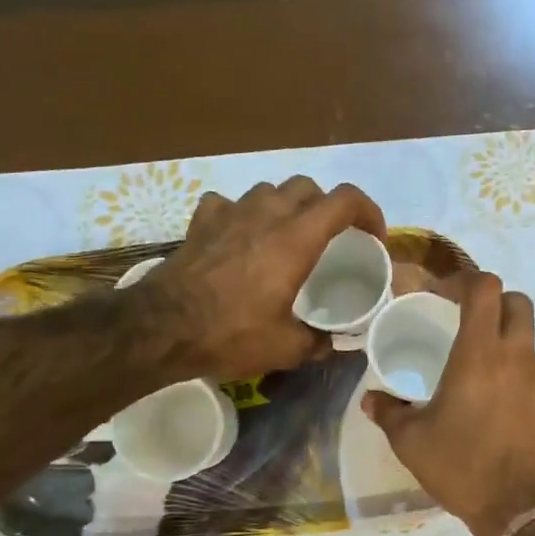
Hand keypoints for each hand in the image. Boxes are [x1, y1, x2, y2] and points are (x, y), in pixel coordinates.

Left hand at [141, 177, 386, 379]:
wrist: (162, 328)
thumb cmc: (231, 334)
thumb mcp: (286, 348)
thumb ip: (318, 342)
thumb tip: (335, 344)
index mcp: (296, 239)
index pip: (345, 200)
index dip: (368, 212)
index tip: (372, 237)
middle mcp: (266, 215)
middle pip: (308, 187)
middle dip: (327, 207)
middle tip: (330, 239)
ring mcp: (230, 213)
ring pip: (268, 191)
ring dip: (285, 206)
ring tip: (286, 235)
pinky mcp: (201, 222)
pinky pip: (227, 203)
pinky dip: (240, 214)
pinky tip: (238, 236)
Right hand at [361, 271, 534, 535]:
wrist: (525, 510)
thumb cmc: (463, 467)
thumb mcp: (412, 443)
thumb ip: (389, 413)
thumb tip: (370, 399)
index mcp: (479, 354)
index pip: (485, 288)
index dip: (464, 279)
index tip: (443, 293)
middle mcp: (515, 357)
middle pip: (517, 301)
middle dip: (493, 300)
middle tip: (465, 319)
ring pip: (527, 337)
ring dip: (504, 337)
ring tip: (474, 366)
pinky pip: (532, 372)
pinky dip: (514, 372)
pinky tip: (493, 404)